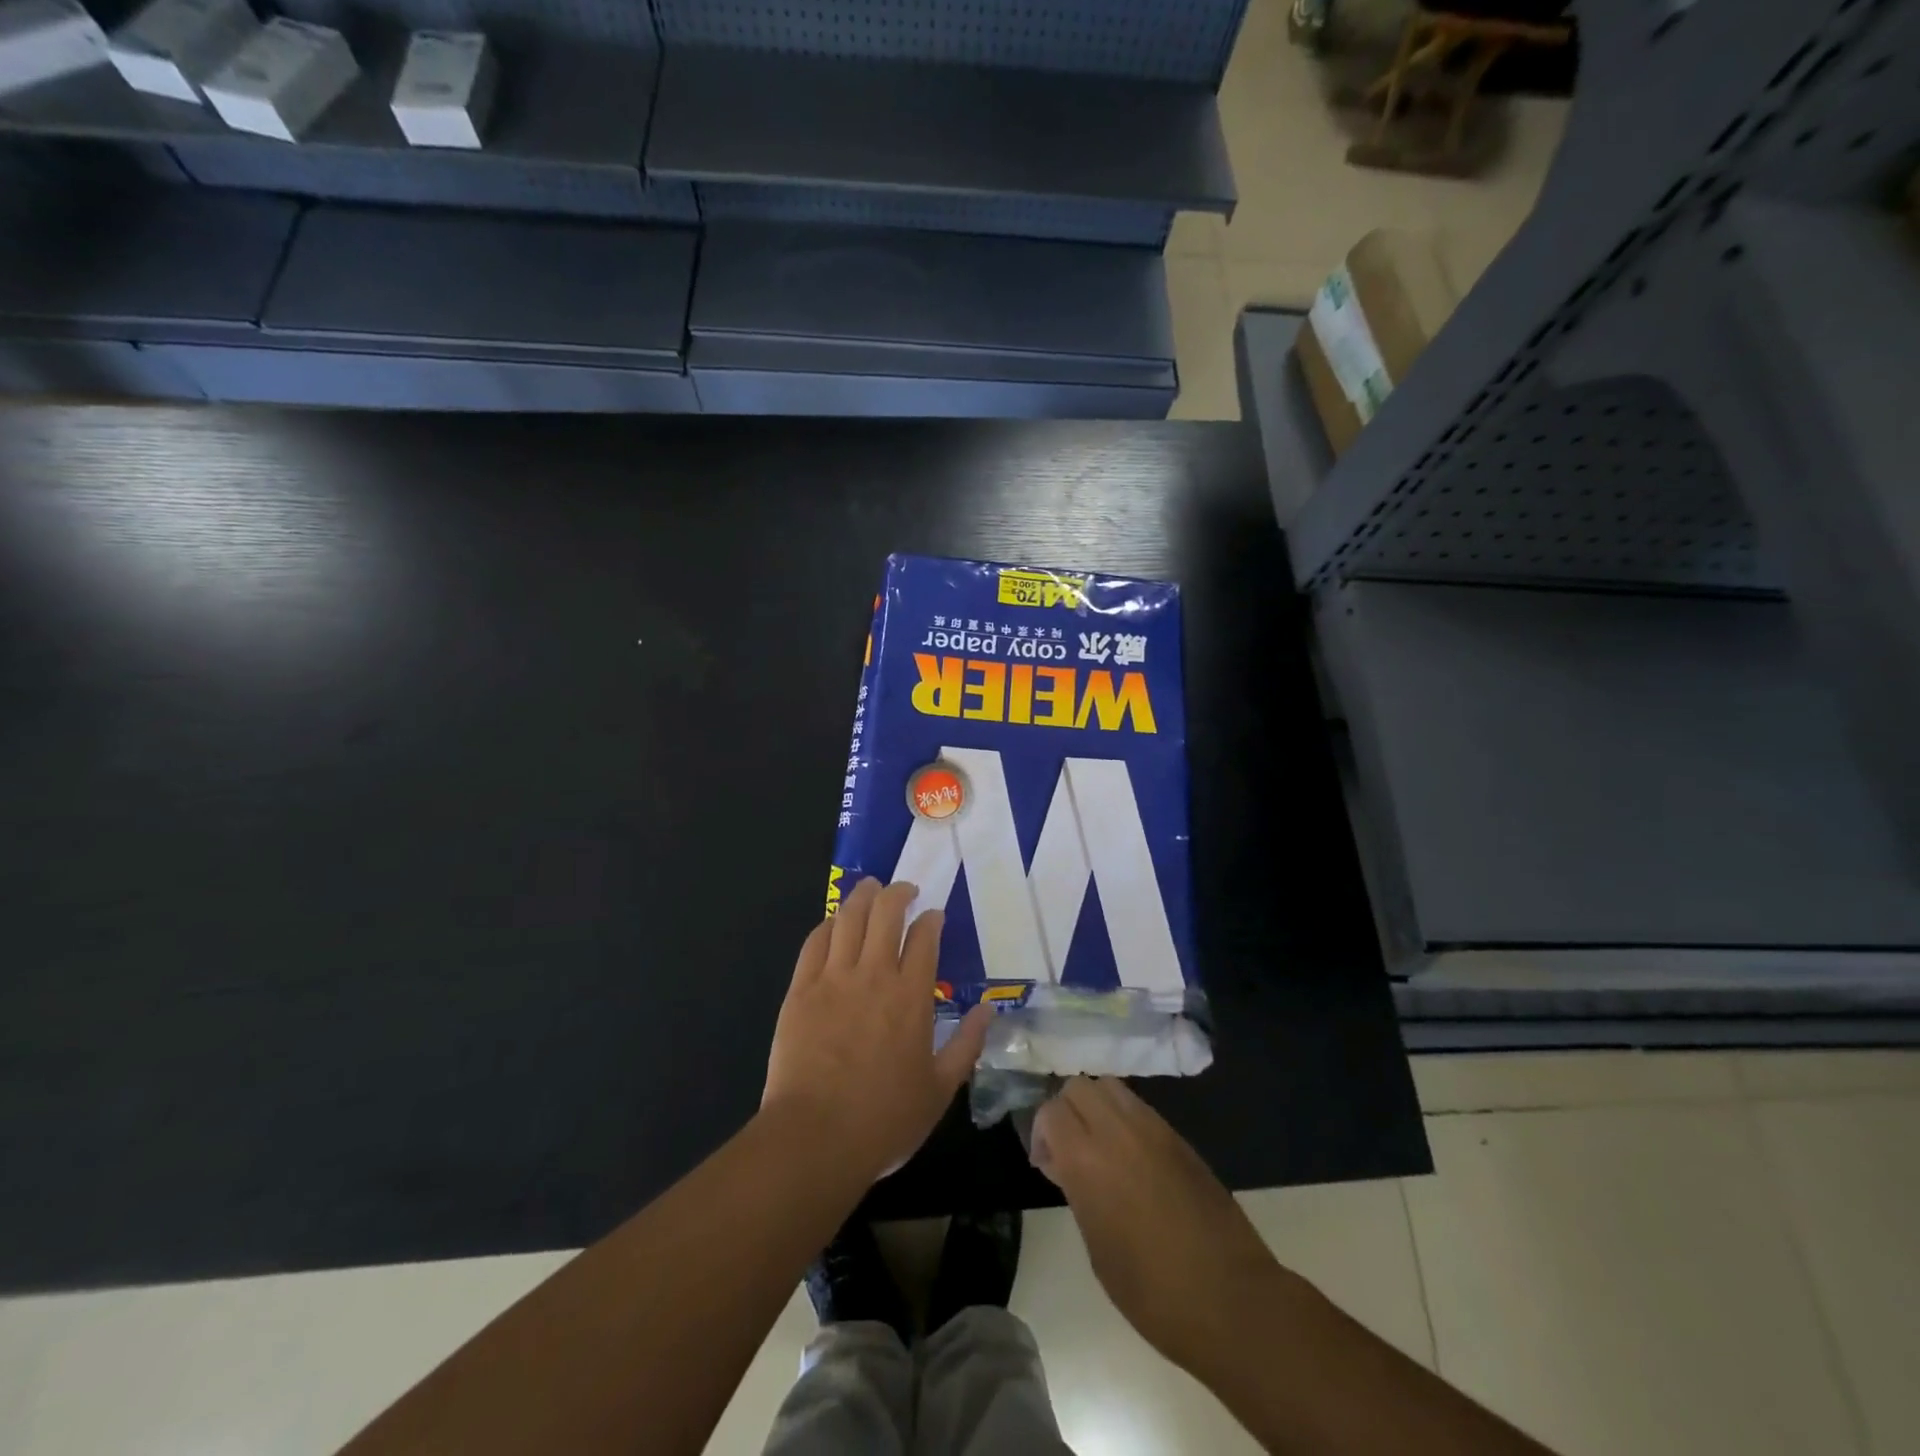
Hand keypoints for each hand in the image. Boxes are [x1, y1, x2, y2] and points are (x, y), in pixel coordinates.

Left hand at [763, 877, 991, 1186]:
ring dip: (862, 897)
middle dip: (898, 893)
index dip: (931, 919)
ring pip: (848, 918)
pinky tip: (834, 922)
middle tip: (904, 890)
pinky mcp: (801, 990)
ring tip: (870, 888)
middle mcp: (874, 975)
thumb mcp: (940, 1089)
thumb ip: (967, 1044)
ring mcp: (833, 979)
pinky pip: (814, 943)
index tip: (934, 915)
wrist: (815, 1138)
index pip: (924, 937)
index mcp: (912, 996)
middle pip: (886, 913)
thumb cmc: (884, 1119)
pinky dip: (827, 925)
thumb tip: (988, 1010)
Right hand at [1031, 1077, 1285, 1376]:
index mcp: (1088, 1160)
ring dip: (1097, 1108)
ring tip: (1102, 1149)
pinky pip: (1140, 1108)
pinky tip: (1133, 1160)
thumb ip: (1078, 1191)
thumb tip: (1067, 1164)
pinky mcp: (1180, 1138)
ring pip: (1111, 1087)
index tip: (1048, 1165)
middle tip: (1071, 1150)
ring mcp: (1154, 1129)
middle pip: (1079, 1087)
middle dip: (1067, 1110)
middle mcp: (1118, 1131)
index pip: (1051, 1111)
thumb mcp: (1097, 1248)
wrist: (1231, 1300)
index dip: (1042, 1133)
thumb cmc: (1153, 1292)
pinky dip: (1125, 1120)